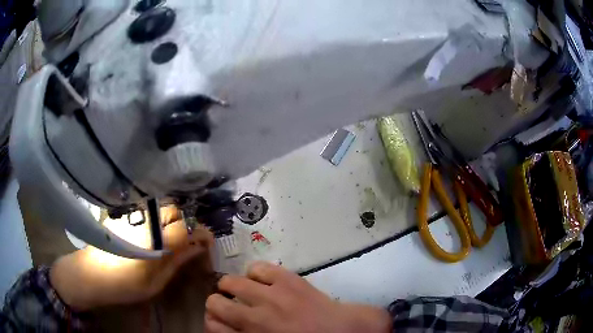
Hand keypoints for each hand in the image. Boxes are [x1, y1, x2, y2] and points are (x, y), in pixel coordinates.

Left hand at [50, 207, 213, 310]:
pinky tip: (152, 233)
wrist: (91, 274)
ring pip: (161, 207)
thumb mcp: (156, 282)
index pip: (187, 227)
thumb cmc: (125, 285)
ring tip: (169, 239)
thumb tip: (198, 248)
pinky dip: (157, 218)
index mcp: (155, 241)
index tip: (206, 244)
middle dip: (185, 224)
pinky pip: (148, 209)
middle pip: (175, 210)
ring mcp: (133, 214)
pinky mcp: (125, 213)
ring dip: (171, 220)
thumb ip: (177, 262)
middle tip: (185, 242)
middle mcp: (145, 221)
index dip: (201, 234)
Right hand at [204, 262, 391, 332]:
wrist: (344, 332)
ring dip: (232, 287)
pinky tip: (264, 281)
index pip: (212, 327)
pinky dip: (256, 273)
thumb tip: (231, 329)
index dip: (213, 322)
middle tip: (229, 305)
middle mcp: (253, 318)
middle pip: (214, 303)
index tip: (219, 321)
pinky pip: (258, 268)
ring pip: (230, 282)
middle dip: (217, 304)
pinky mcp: (287, 279)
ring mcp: (270, 296)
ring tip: (242, 290)